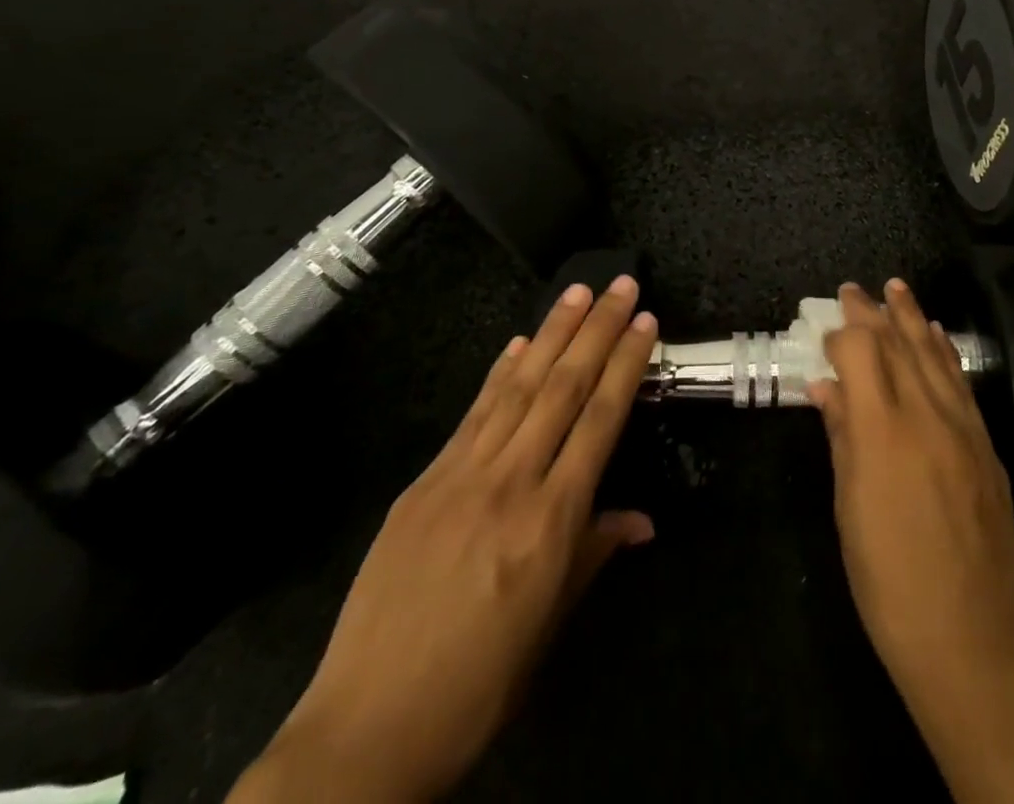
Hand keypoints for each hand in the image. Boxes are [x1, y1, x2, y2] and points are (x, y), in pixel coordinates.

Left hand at [229, 277, 658, 803]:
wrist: (367, 728)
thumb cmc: (478, 684)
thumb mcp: (550, 624)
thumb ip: (594, 552)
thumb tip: (641, 519)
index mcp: (551, 520)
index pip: (601, 420)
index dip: (626, 364)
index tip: (645, 322)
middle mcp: (510, 482)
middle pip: (563, 388)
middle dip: (597, 330)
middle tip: (620, 285)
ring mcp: (461, 475)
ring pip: (518, 387)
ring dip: (551, 333)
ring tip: (577, 291)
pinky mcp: (423, 482)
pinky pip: (473, 415)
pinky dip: (500, 373)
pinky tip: (518, 343)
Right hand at [809, 279, 1013, 702]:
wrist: (971, 640)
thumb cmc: (888, 580)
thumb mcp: (848, 508)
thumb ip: (840, 436)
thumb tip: (825, 387)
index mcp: (883, 431)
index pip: (862, 350)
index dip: (844, 331)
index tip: (829, 326)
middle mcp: (926, 416)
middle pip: (899, 344)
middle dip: (875, 311)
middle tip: (856, 289)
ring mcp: (964, 429)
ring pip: (935, 355)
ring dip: (913, 318)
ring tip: (898, 289)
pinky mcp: (986, 447)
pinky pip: (962, 383)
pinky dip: (944, 352)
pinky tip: (935, 336)